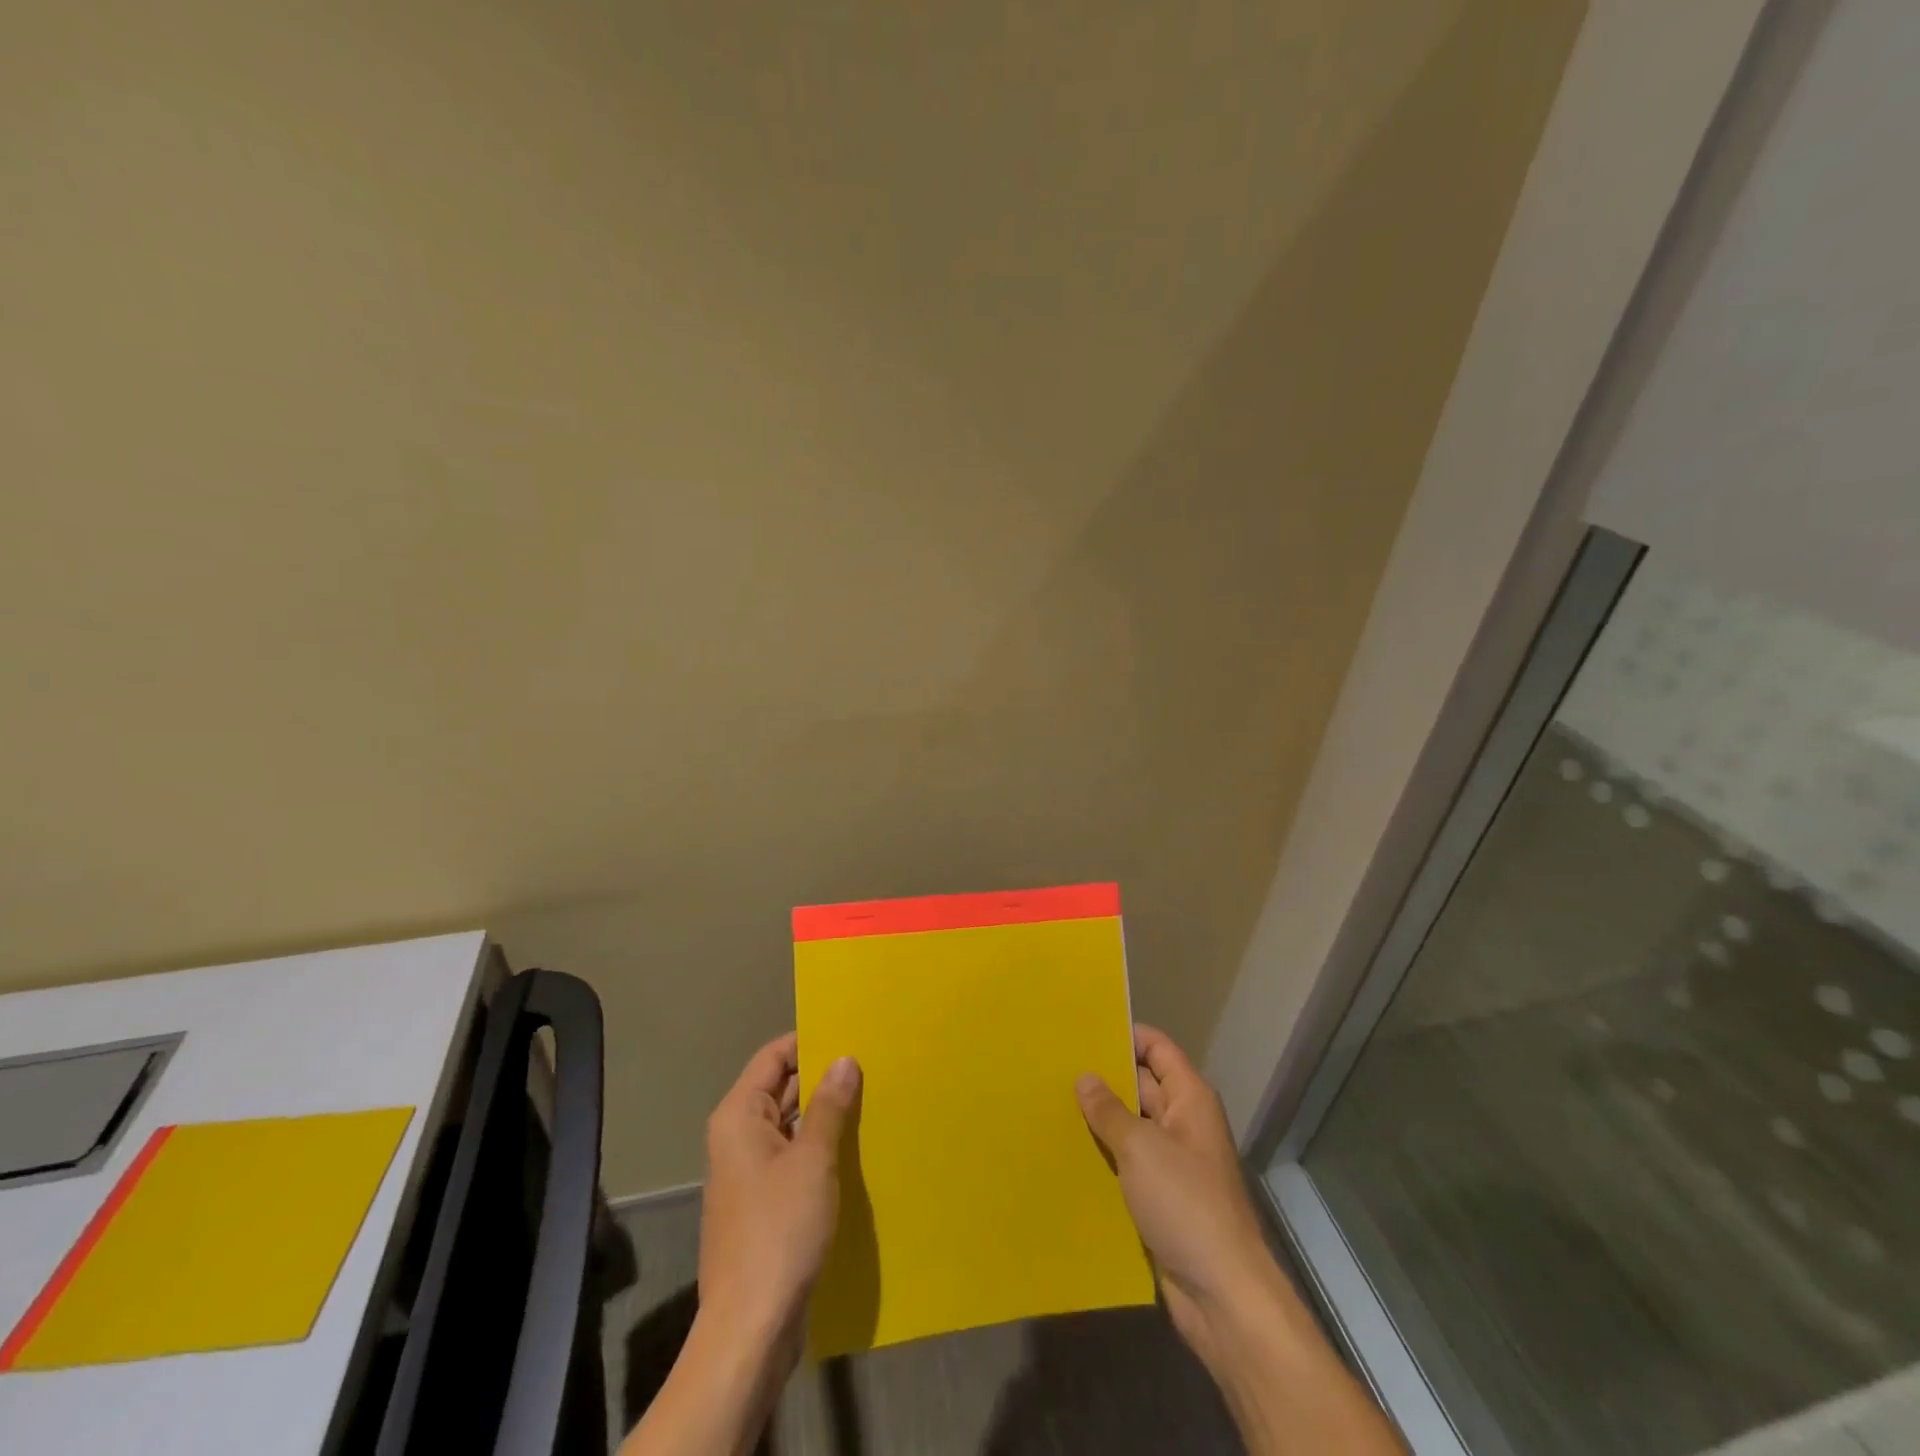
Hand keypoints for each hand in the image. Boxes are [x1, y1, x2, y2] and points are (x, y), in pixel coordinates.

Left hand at [699, 1033, 861, 1362]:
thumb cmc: (779, 1231)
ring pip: (790, 1124)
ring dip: (825, 1113)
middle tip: (871, 1061)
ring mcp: (750, 1172)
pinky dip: (820, 1146)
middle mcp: (739, 1136)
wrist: (751, 1327)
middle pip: (781, 1088)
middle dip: (823, 1076)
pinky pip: (794, 1156)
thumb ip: (829, 1106)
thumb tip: (845, 1059)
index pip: (773, 1057)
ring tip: (872, 1096)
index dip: (808, 1041)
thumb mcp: (812, 1160)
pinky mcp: (764, 1203)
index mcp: (740, 1116)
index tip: (850, 1031)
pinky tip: (856, 1146)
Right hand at [1076, 1025, 1287, 1367]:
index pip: (1157, 1048)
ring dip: (1099, 1119)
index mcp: (1190, 1098)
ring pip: (1131, 1126)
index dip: (1125, 1034)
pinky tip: (1067, 1151)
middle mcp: (1183, 1122)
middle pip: (1141, 1084)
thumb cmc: (1185, 1204)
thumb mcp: (1141, 1148)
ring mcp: (1173, 1161)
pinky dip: (1104, 1155)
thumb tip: (1085, 1077)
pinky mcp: (1161, 1196)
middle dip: (1104, 1077)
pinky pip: (1128, 1162)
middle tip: (1054, 1065)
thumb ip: (1109, 1110)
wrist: (1222, 1294)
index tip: (1083, 1029)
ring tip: (1050, 1102)